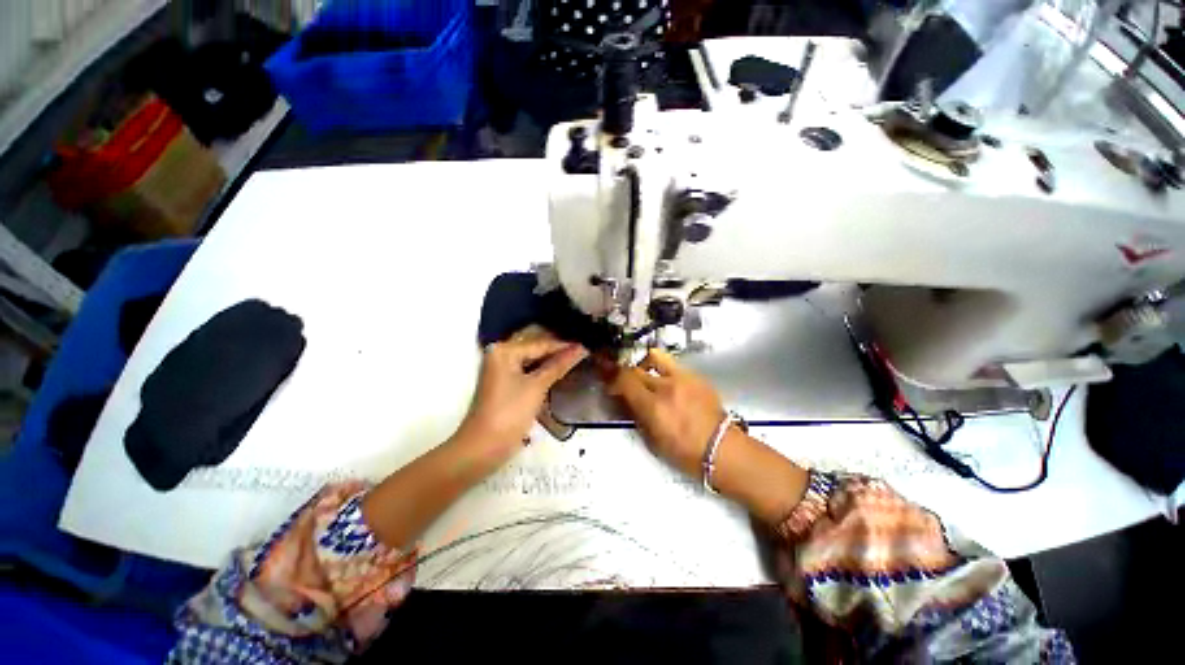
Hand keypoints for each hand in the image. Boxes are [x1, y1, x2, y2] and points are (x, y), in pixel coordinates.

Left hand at [455, 326, 587, 471]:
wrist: (484, 448)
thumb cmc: (510, 413)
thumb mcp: (537, 386)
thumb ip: (559, 365)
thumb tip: (580, 348)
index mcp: (504, 350)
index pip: (541, 344)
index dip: (565, 346)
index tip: (587, 345)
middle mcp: (501, 355)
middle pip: (536, 350)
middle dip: (559, 353)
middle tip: (584, 352)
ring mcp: (502, 371)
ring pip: (533, 362)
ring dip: (553, 363)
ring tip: (578, 361)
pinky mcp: (506, 385)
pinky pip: (529, 373)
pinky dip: (543, 374)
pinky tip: (560, 374)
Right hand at [605, 349, 809, 523]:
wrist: (722, 449)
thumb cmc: (684, 453)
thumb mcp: (652, 440)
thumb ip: (636, 415)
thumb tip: (625, 399)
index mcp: (653, 406)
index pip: (624, 379)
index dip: (613, 378)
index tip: (610, 384)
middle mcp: (666, 386)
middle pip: (636, 368)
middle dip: (626, 374)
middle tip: (625, 383)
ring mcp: (683, 378)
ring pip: (655, 357)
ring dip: (645, 364)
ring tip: (647, 376)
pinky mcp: (696, 376)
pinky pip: (673, 365)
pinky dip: (664, 371)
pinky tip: (669, 385)